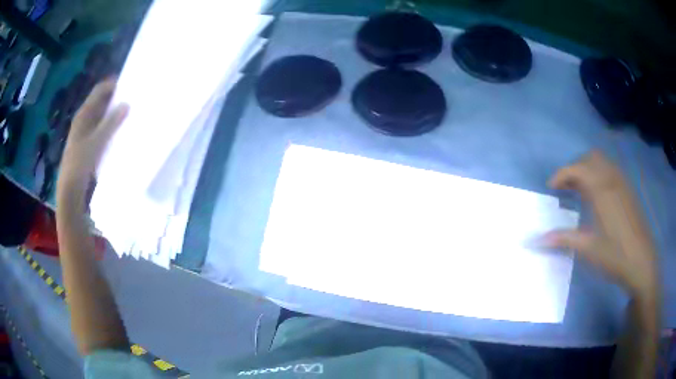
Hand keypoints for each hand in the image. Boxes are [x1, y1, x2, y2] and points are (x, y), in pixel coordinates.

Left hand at [59, 79, 128, 190]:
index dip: (113, 85)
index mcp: (83, 114)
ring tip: (128, 114)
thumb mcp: (97, 142)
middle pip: (100, 102)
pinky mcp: (87, 143)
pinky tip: (118, 132)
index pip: (99, 90)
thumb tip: (127, 104)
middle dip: (115, 99)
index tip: (130, 84)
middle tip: (131, 99)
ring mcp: (85, 132)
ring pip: (101, 116)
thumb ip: (111, 123)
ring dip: (113, 113)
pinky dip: (109, 126)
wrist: (70, 189)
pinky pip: (100, 128)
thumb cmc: (80, 163)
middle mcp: (83, 119)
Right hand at [542, 151, 657, 299]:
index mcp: (602, 189)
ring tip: (580, 190)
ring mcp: (622, 182)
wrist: (642, 263)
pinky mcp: (628, 190)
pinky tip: (598, 196)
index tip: (550, 188)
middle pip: (589, 157)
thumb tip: (536, 240)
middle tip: (566, 188)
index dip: (561, 174)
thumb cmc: (615, 256)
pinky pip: (611, 170)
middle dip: (575, 167)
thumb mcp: (588, 249)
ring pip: (602, 161)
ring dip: (588, 169)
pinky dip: (599, 174)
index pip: (577, 168)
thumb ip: (563, 239)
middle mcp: (612, 179)